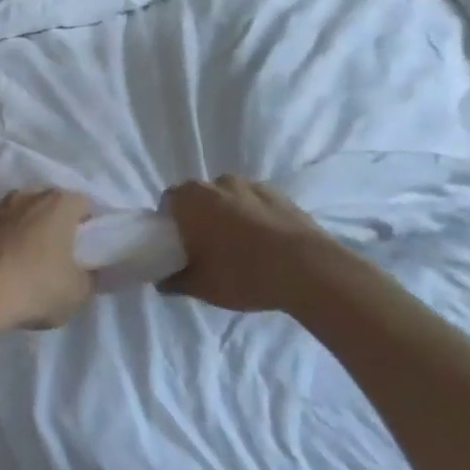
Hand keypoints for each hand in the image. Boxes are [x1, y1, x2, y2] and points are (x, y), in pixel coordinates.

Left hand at [0, 189, 93, 331]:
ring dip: (22, 231)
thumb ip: (87, 277)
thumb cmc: (33, 287)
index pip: (83, 204)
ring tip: (22, 263)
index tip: (85, 250)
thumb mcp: (76, 293)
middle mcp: (25, 196)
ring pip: (17, 214)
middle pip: (47, 204)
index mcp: (57, 204)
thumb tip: (84, 272)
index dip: (88, 226)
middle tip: (56, 255)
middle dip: (53, 224)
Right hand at [160, 177, 352, 314]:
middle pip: (200, 197)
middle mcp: (218, 183)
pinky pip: (256, 203)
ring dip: (228, 215)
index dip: (170, 222)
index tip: (178, 245)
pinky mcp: (280, 194)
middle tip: (206, 248)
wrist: (307, 268)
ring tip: (239, 247)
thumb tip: (162, 281)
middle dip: (199, 217)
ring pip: (229, 198)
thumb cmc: (242, 273)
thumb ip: (175, 281)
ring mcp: (252, 185)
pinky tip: (265, 244)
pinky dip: (254, 217)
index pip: (169, 202)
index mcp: (192, 200)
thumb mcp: (201, 286)